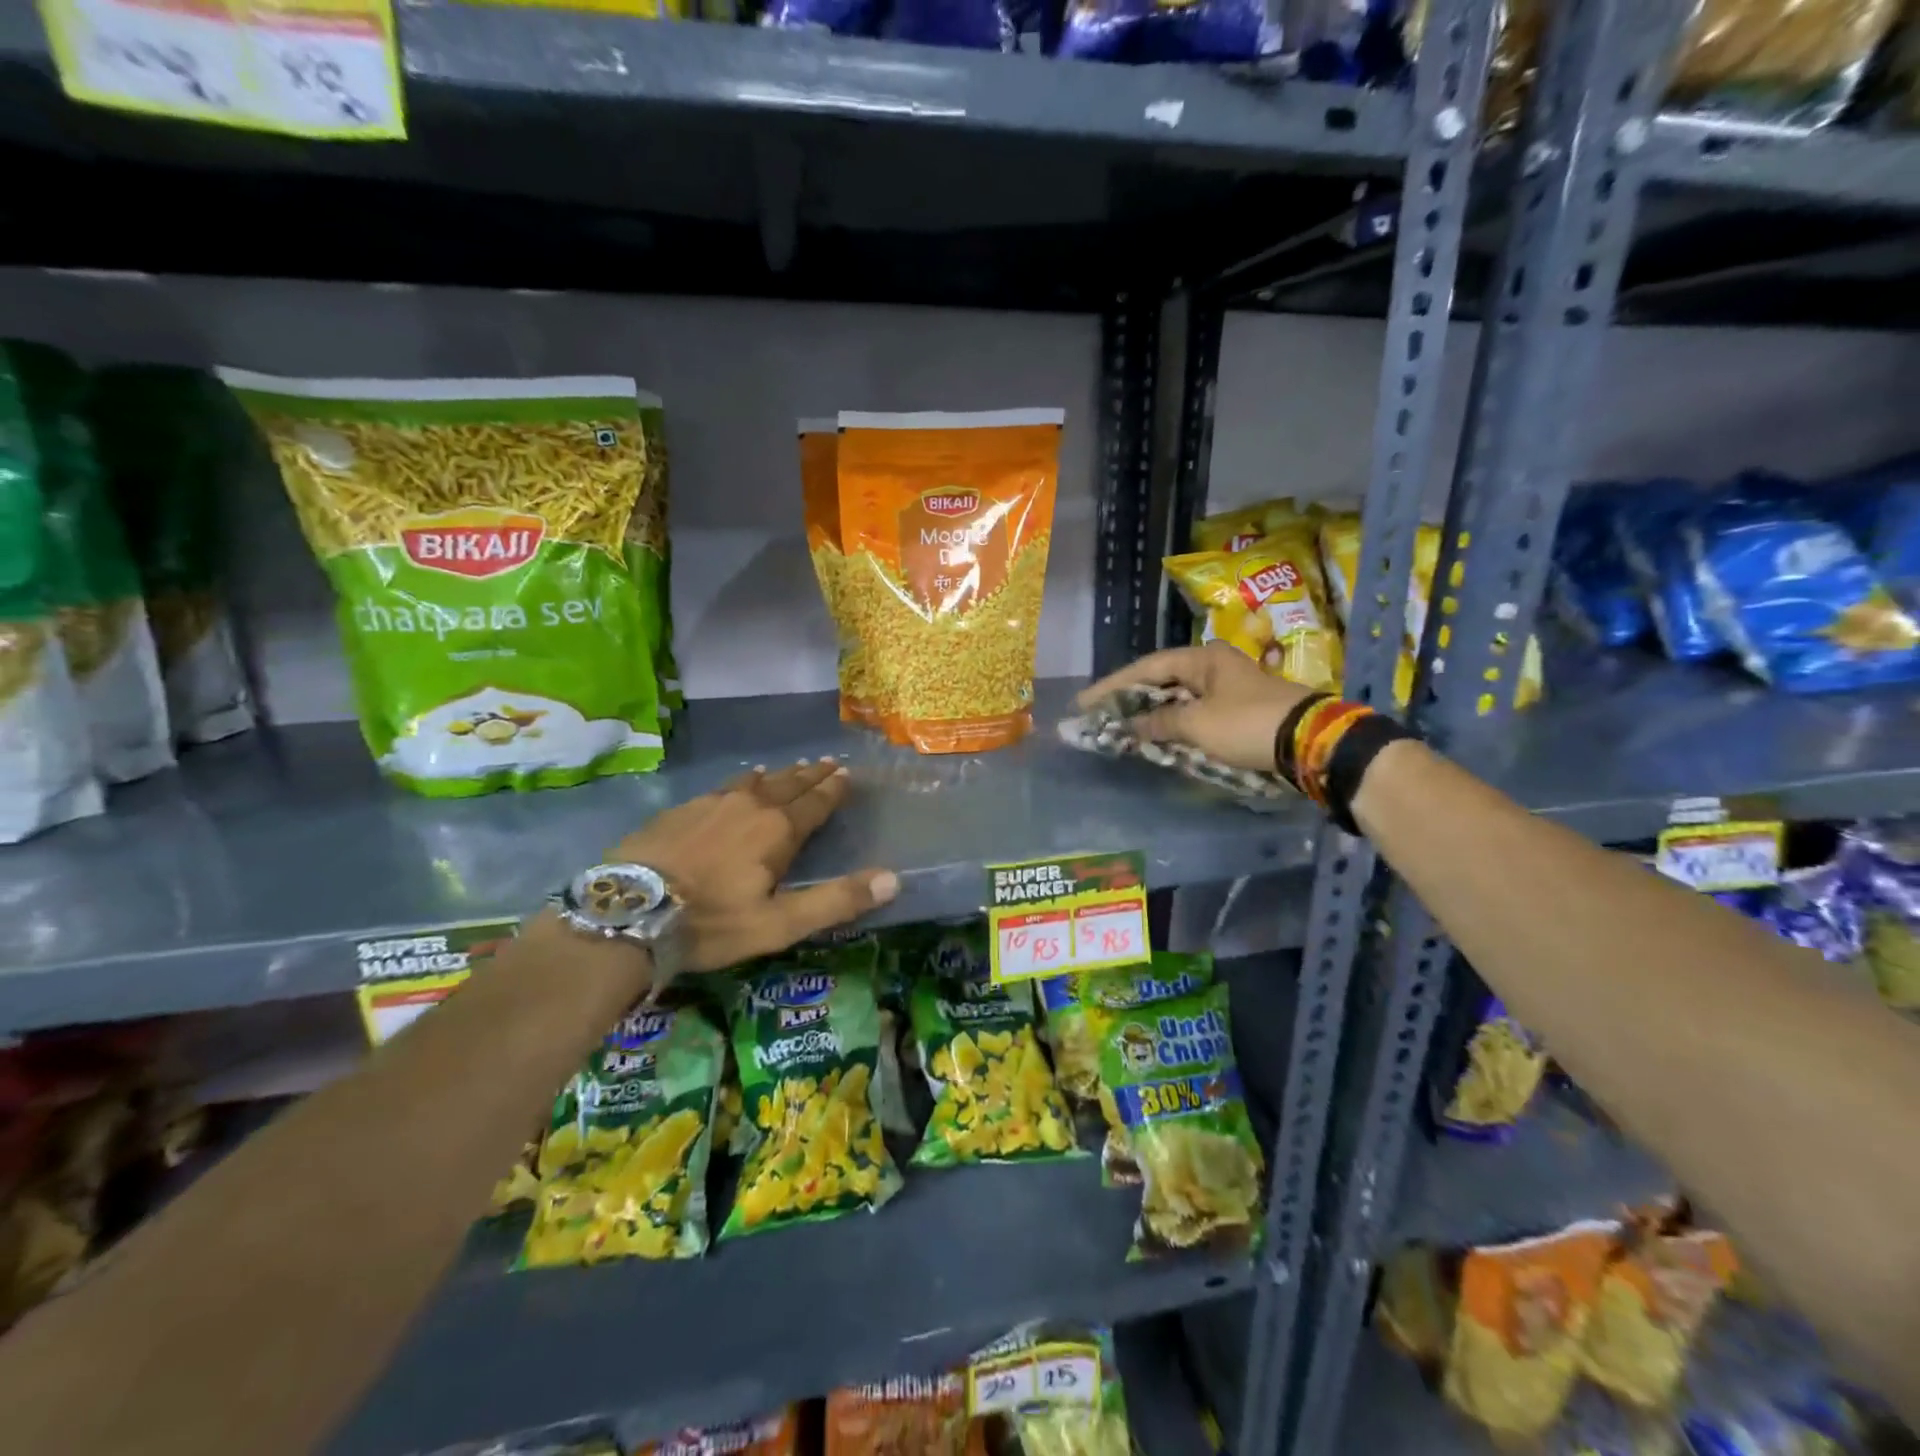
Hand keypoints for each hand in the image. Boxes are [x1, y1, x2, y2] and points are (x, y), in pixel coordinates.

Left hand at [611, 759, 896, 972]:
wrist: (627, 911)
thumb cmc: (711, 922)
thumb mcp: (779, 924)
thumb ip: (836, 900)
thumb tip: (893, 879)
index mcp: (778, 830)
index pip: (816, 803)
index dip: (834, 789)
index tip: (848, 774)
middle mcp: (750, 806)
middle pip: (789, 785)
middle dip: (812, 775)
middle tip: (828, 762)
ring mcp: (713, 803)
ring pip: (756, 782)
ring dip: (779, 775)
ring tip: (791, 767)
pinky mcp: (682, 809)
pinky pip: (724, 786)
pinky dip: (742, 782)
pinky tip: (740, 781)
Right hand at [1077, 644, 1318, 774]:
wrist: (1310, 741)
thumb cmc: (1247, 724)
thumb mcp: (1197, 724)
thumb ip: (1160, 722)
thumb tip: (1133, 726)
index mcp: (1202, 659)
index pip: (1147, 668)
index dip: (1114, 686)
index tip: (1085, 702)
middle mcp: (1214, 666)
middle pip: (1162, 680)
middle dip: (1131, 699)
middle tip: (1101, 714)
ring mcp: (1228, 687)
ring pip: (1179, 698)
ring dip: (1152, 713)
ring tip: (1123, 726)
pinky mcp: (1238, 709)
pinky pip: (1195, 713)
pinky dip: (1174, 724)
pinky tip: (1158, 735)